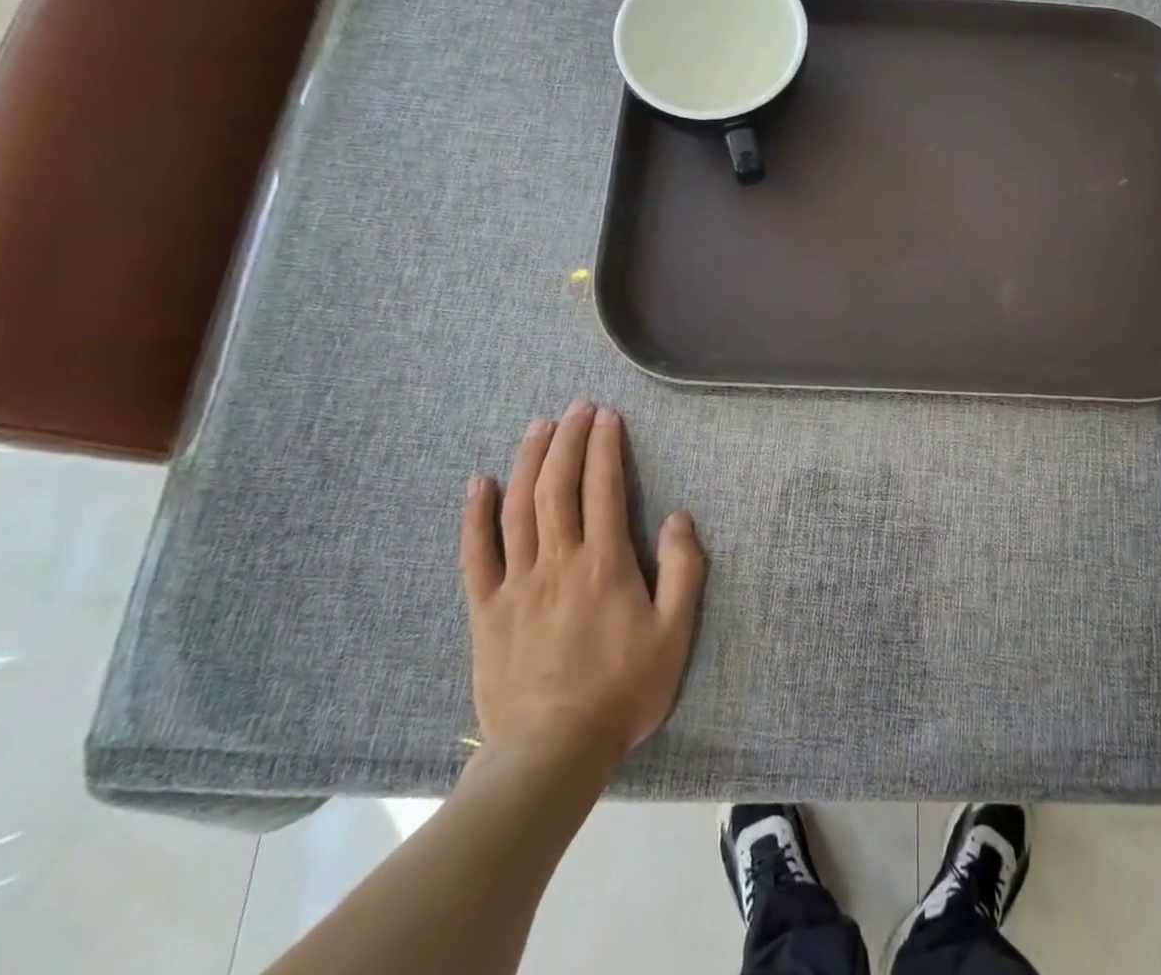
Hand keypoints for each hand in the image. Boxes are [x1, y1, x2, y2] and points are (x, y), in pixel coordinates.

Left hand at [461, 402, 706, 762]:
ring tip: (538, 426)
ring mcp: (516, 583)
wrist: (551, 753)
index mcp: (604, 563)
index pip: (603, 488)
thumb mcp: (675, 634)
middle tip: (576, 408)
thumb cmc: (623, 690)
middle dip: (568, 440)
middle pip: (557, 486)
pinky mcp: (486, 609)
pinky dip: (476, 515)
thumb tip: (679, 517)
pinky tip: (480, 483)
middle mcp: (558, 561)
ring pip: (518, 508)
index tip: (607, 416)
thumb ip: (684, 571)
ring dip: (529, 461)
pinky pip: (476, 554)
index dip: (605, 447)